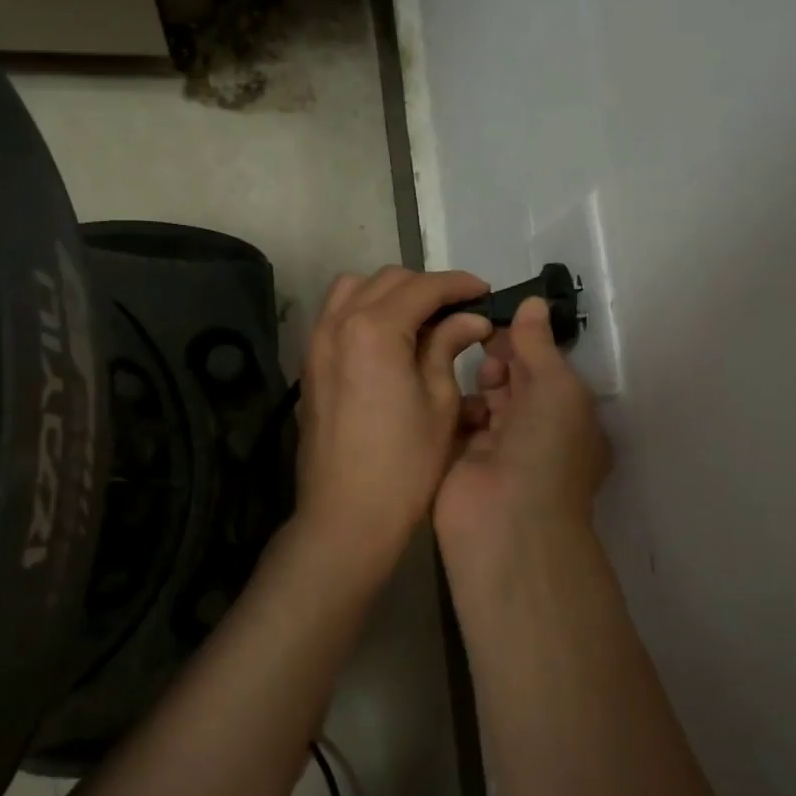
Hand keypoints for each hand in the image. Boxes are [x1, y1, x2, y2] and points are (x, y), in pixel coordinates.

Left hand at [294, 266, 493, 578]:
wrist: (346, 514)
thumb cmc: (405, 464)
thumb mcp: (440, 401)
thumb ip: (448, 347)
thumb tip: (470, 318)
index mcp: (375, 329)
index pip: (423, 287)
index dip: (459, 285)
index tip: (485, 292)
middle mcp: (339, 323)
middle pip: (388, 281)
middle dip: (427, 287)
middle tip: (460, 310)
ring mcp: (317, 342)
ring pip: (355, 289)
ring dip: (391, 293)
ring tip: (421, 319)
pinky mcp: (311, 364)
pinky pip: (337, 315)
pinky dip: (365, 311)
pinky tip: (390, 339)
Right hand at [435, 297, 611, 579]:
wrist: (507, 521)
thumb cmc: (545, 449)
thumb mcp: (556, 388)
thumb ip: (539, 345)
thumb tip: (534, 303)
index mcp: (569, 417)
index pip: (545, 370)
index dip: (524, 344)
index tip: (496, 321)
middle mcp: (537, 432)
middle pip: (514, 381)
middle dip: (498, 359)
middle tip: (475, 338)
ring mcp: (498, 448)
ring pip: (484, 399)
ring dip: (473, 381)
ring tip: (455, 363)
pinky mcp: (462, 459)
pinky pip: (457, 421)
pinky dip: (450, 403)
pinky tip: (437, 387)